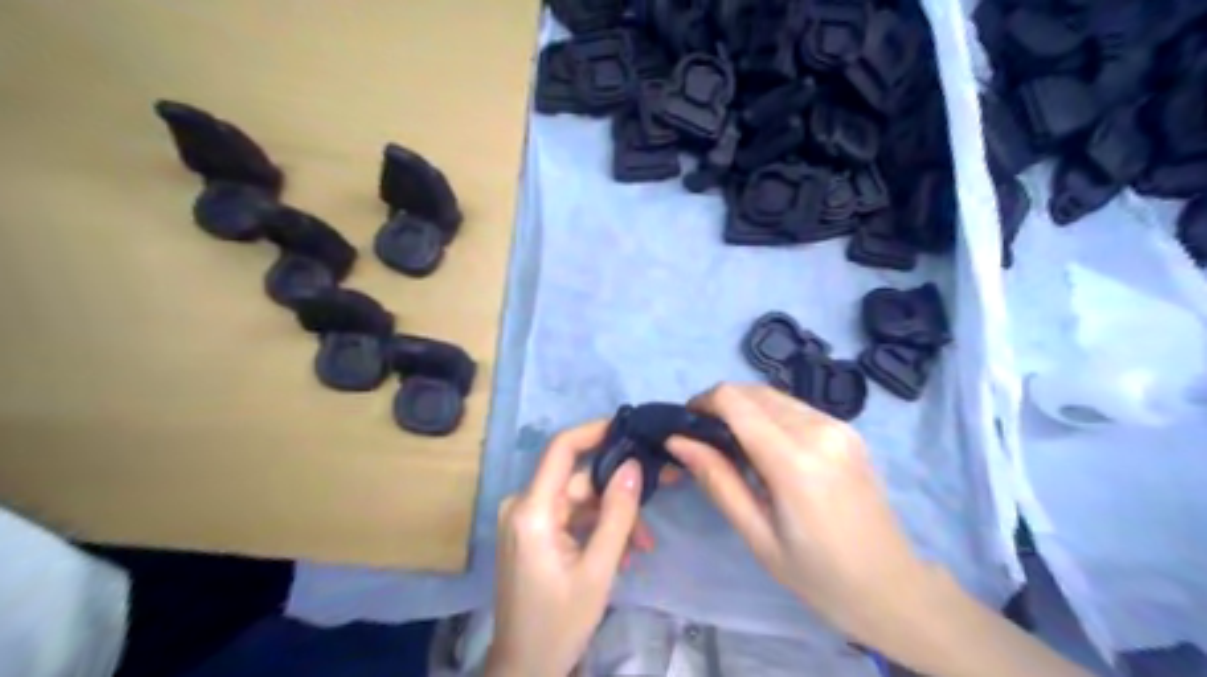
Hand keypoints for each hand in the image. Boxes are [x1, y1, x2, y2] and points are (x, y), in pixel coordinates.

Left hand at [487, 420, 659, 673]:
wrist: (525, 668)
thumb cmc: (559, 623)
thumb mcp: (598, 570)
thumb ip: (617, 514)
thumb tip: (633, 465)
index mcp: (532, 511)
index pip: (560, 449)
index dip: (593, 431)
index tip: (629, 428)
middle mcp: (523, 506)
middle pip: (578, 481)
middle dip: (617, 494)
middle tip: (657, 499)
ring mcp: (527, 520)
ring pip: (579, 502)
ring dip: (612, 518)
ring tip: (642, 547)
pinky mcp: (533, 534)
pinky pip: (571, 518)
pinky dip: (597, 529)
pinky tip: (622, 554)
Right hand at [671, 383, 932, 646]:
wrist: (892, 588)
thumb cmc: (818, 576)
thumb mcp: (757, 535)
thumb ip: (717, 480)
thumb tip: (678, 440)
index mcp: (794, 461)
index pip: (735, 401)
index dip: (703, 402)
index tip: (685, 426)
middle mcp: (819, 430)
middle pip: (752, 391)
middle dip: (720, 406)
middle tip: (705, 442)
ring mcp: (838, 426)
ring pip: (773, 396)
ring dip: (745, 410)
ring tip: (735, 449)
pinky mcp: (848, 430)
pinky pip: (795, 408)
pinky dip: (769, 417)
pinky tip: (767, 450)